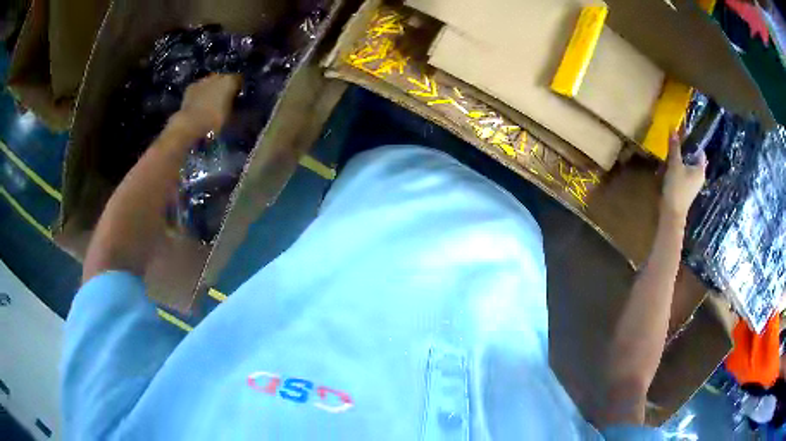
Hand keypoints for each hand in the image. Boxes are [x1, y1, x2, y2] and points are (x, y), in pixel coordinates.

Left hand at [177, 74, 241, 132]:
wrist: (191, 124)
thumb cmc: (215, 120)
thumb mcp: (232, 116)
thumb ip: (236, 107)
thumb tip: (238, 105)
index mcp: (231, 80)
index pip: (239, 80)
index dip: (239, 89)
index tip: (238, 98)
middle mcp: (218, 76)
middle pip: (224, 79)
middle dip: (224, 87)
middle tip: (223, 100)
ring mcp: (203, 80)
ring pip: (211, 83)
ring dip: (212, 90)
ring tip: (210, 103)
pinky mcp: (190, 87)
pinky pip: (199, 88)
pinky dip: (200, 94)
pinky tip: (199, 104)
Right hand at [661, 132, 706, 221]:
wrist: (672, 213)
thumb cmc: (677, 188)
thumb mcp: (675, 164)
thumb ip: (674, 147)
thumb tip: (673, 128)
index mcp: (700, 170)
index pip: (700, 151)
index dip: (693, 142)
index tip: (684, 134)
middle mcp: (699, 177)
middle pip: (693, 159)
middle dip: (685, 151)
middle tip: (676, 141)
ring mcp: (693, 185)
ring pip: (688, 167)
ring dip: (681, 160)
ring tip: (671, 153)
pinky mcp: (686, 190)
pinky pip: (684, 174)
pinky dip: (679, 169)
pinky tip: (670, 167)